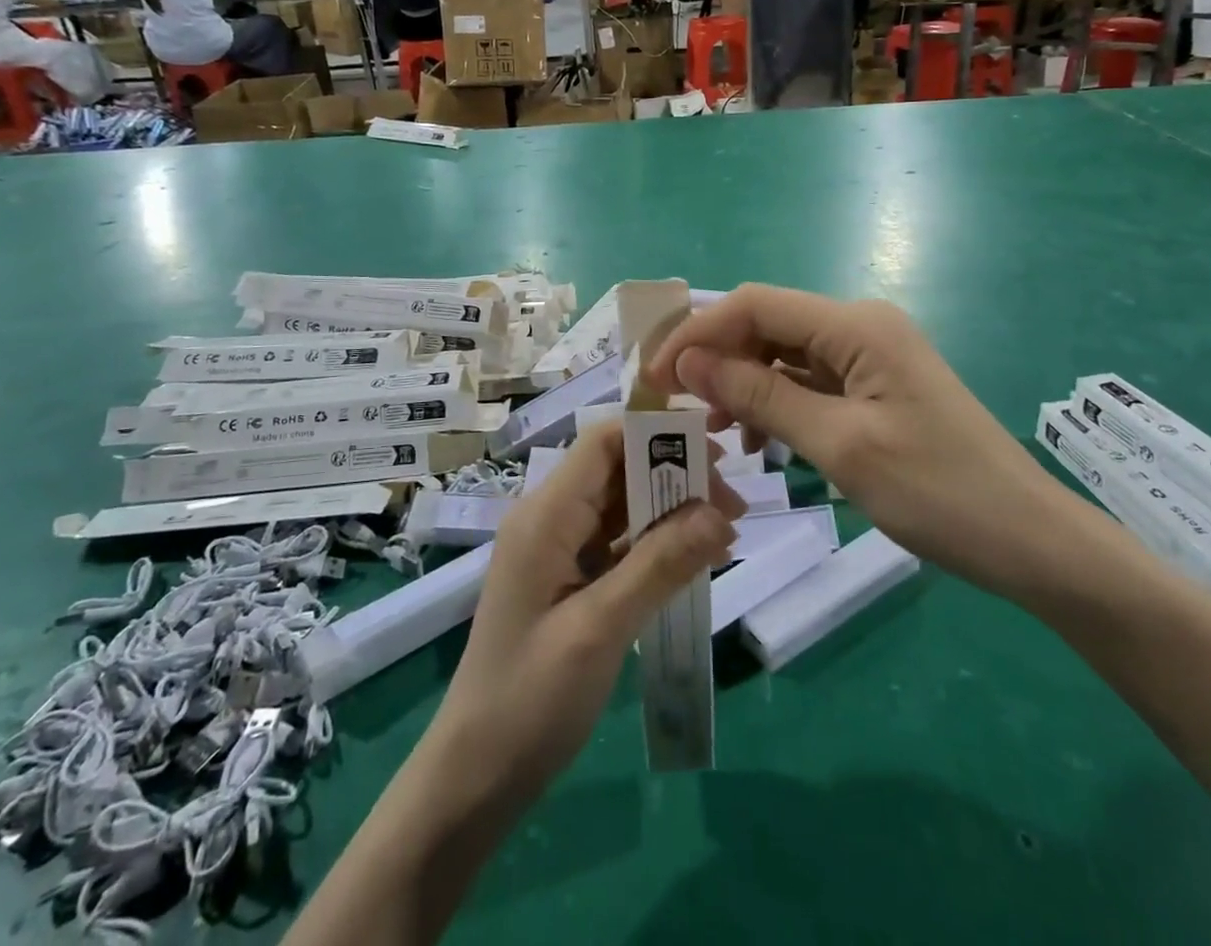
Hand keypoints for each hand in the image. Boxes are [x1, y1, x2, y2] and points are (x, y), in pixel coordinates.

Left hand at [427, 422, 742, 802]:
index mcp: (546, 515)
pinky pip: (618, 543)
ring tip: (727, 531)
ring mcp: (558, 549)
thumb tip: (720, 514)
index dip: (657, 434)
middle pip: (618, 470)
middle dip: (675, 476)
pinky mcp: (568, 579)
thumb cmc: (530, 699)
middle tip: (734, 506)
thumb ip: (660, 565)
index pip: (603, 442)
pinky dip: (656, 545)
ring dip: (672, 511)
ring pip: (622, 506)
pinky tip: (695, 560)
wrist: (476, 776)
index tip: (716, 452)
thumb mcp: (600, 629)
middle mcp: (550, 518)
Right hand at [645, 285, 1101, 600]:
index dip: (698, 334)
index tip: (655, 379)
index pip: (754, 305)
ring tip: (718, 432)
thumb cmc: (937, 492)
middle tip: (679, 411)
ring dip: (743, 384)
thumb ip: (761, 396)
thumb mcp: (839, 445)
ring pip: (783, 354)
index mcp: (855, 325)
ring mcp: (869, 355)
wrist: (1029, 541)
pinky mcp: (874, 385)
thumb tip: (689, 363)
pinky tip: (760, 439)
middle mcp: (860, 326)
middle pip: (767, 324)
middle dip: (717, 360)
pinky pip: (809, 380)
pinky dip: (776, 402)